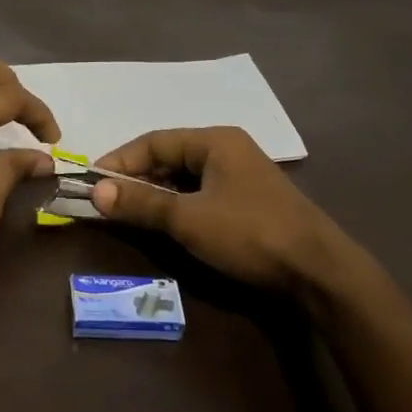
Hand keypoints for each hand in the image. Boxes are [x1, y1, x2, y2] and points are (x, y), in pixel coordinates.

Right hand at [90, 126, 378, 294]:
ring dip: (156, 193)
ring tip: (129, 213)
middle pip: (169, 156)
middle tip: (106, 200)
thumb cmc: (250, 233)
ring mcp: (241, 175)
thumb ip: (142, 203)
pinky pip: (201, 193)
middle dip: (136, 178)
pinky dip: (178, 204)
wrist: (319, 271)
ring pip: (185, 177)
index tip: (92, 182)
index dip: (120, 161)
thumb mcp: (189, 219)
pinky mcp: (248, 201)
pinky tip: (165, 222)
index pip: (154, 141)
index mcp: (215, 141)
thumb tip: (96, 192)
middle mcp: (228, 149)